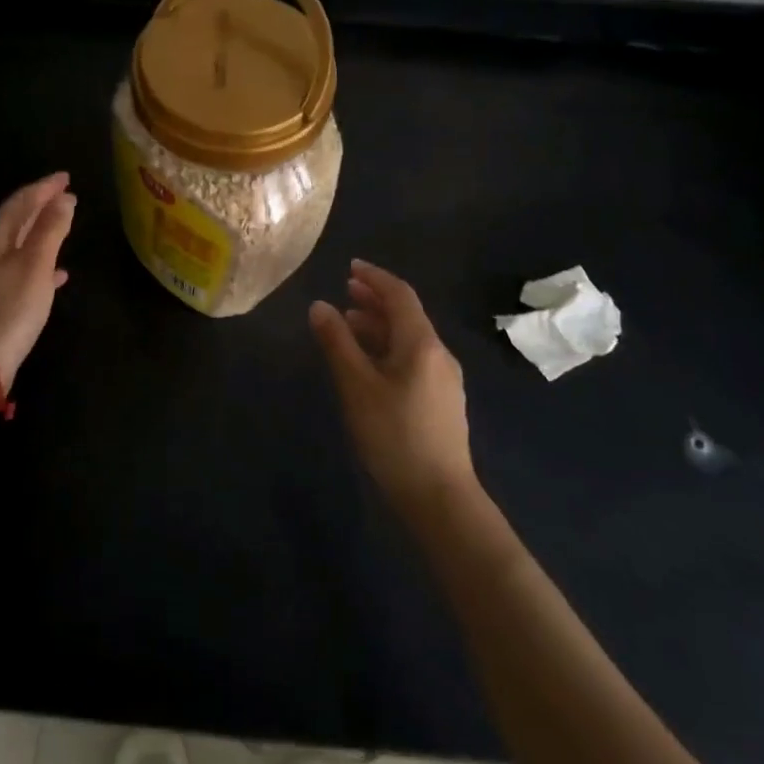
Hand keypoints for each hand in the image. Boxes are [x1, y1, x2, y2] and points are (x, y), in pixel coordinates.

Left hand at [0, 172, 76, 388]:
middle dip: (41, 204)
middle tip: (65, 193)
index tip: (66, 177)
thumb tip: (65, 199)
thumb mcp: (36, 263)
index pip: (22, 200)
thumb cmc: (11, 306)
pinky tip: (58, 272)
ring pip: (19, 242)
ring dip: (41, 231)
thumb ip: (51, 229)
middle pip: (16, 218)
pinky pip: (20, 267)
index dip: (45, 187)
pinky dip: (40, 261)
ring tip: (64, 224)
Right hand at [309, 260, 476, 515]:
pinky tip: (368, 363)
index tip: (349, 267)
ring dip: (379, 325)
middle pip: (407, 315)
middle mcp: (438, 354)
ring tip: (348, 323)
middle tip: (345, 290)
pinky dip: (387, 348)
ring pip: (409, 338)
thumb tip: (319, 306)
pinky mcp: (440, 401)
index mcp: (422, 344)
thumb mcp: (356, 386)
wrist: (439, 497)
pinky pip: (412, 358)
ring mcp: (443, 379)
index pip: (400, 295)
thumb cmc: (393, 436)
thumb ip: (337, 343)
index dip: (374, 277)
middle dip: (375, 299)